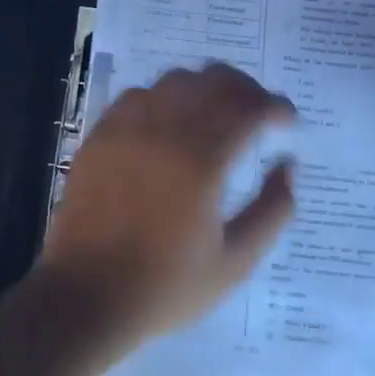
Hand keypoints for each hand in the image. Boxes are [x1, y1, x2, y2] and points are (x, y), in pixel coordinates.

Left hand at [38, 62, 297, 346]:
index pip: (249, 107)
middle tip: (258, 114)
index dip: (276, 107)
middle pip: (214, 80)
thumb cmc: (165, 286)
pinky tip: (169, 124)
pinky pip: (137, 95)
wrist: (86, 296)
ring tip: (215, 115)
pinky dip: (163, 98)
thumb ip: (273, 210)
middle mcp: (164, 131)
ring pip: (175, 80)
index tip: (287, 123)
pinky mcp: (99, 137)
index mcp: (202, 161)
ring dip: (205, 89)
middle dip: (246, 90)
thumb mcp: (236, 262)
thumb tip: (288, 166)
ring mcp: (126, 129)